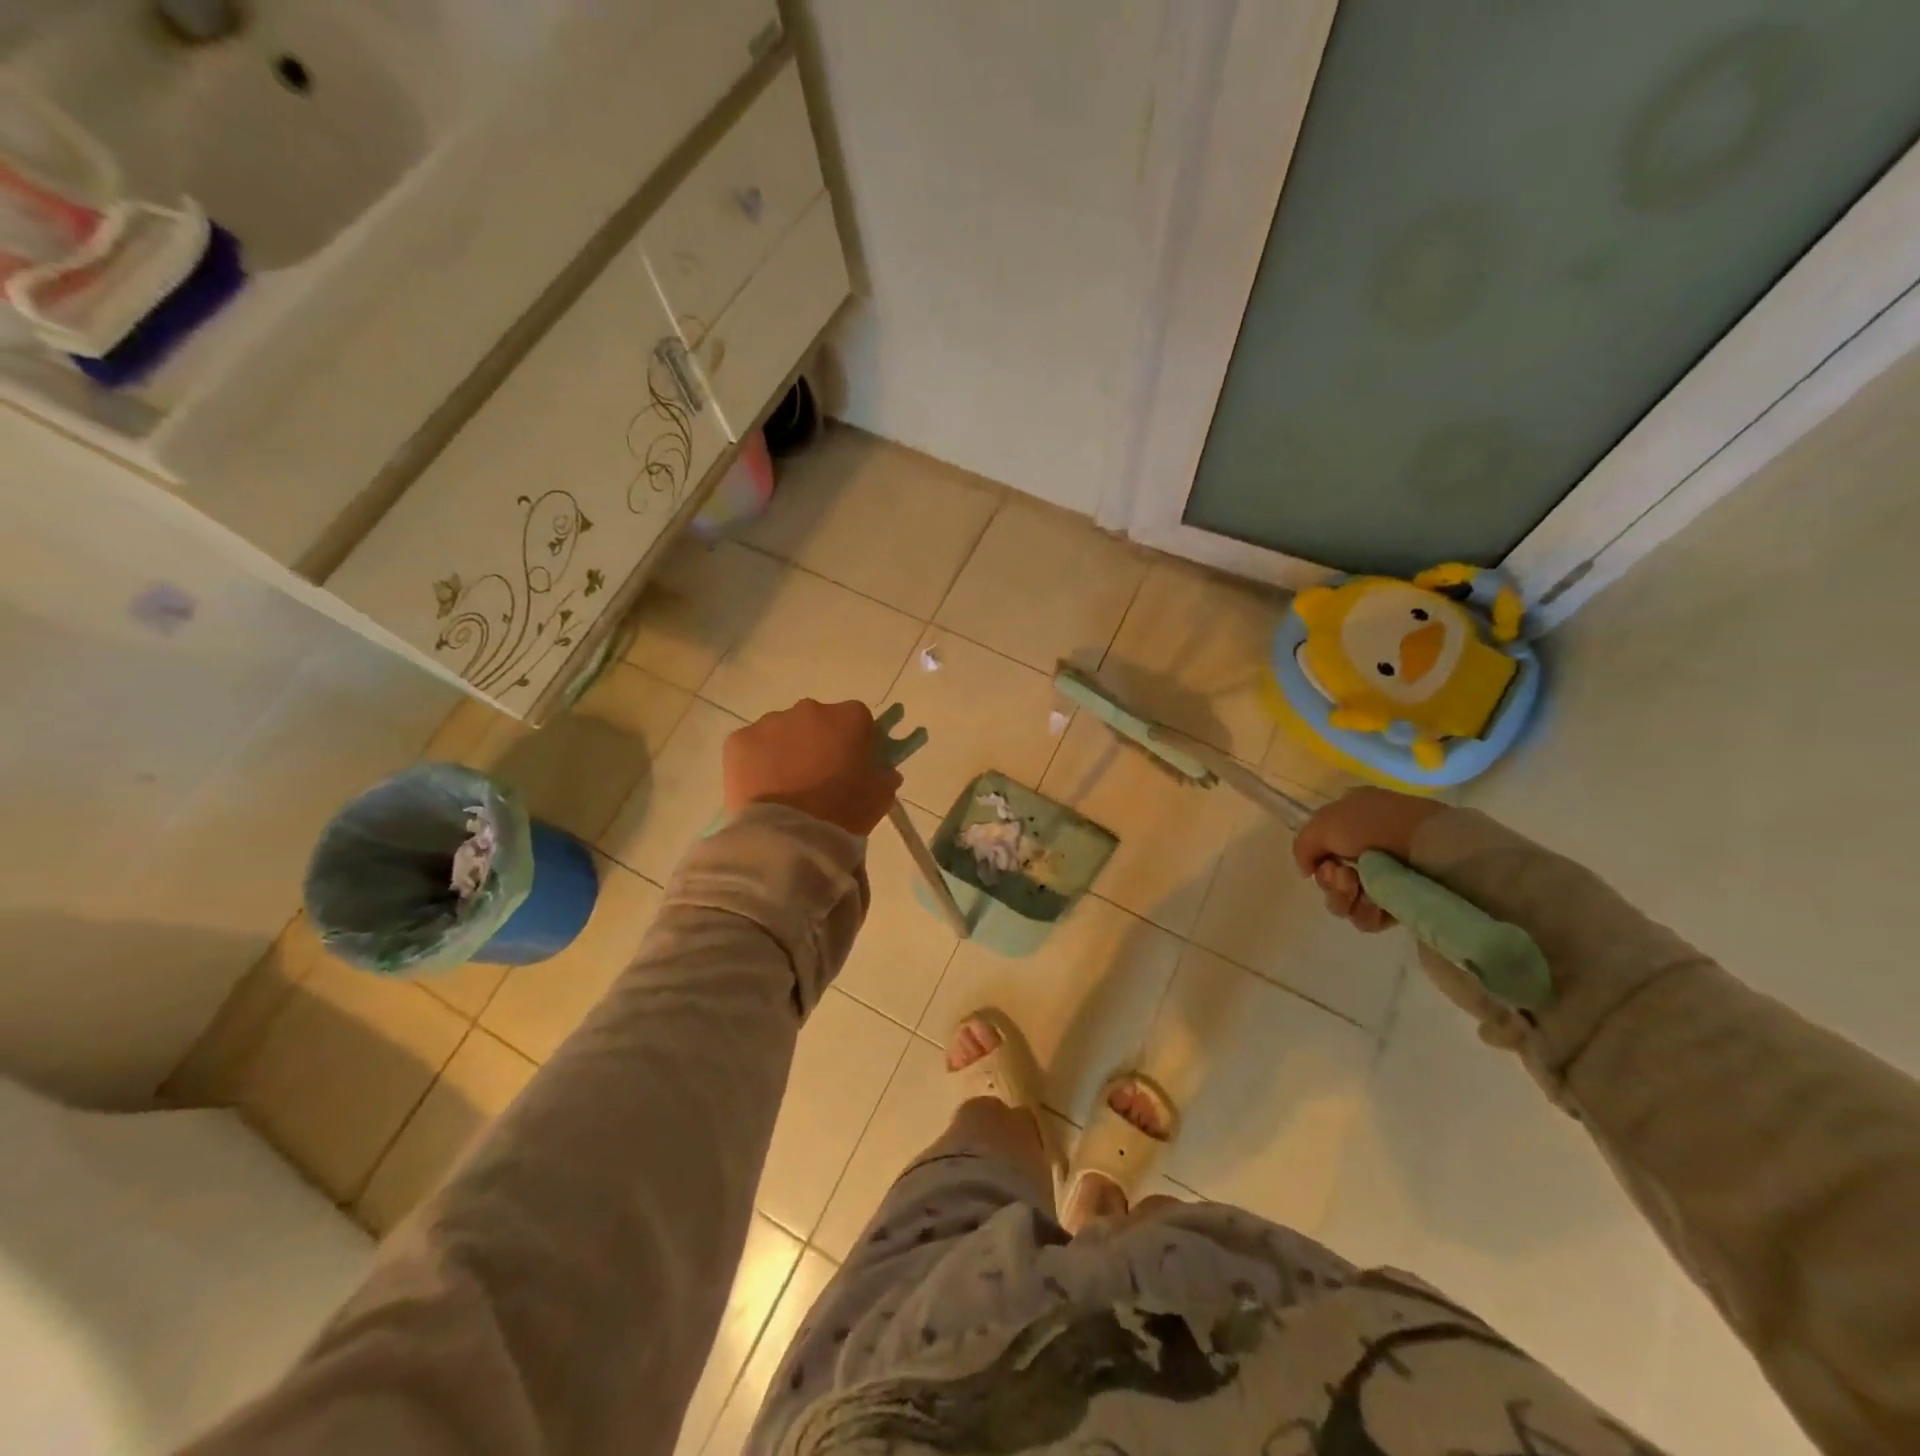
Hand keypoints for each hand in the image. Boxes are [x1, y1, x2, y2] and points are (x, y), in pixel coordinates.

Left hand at [723, 698, 900, 836]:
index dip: (856, 741)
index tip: (853, 764)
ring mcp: (770, 722)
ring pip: (782, 732)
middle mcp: (809, 709)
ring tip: (786, 788)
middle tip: (817, 778)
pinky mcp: (738, 740)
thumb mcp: (880, 797)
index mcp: (849, 717)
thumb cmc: (843, 813)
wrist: (789, 836)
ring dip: (786, 751)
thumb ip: (885, 775)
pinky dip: (757, 762)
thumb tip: (883, 769)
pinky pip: (752, 747)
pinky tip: (762, 789)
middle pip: (817, 721)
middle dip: (818, 742)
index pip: (858, 719)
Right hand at [1292, 787, 1444, 933]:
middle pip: (1330, 877)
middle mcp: (1368, 848)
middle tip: (1344, 876)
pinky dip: (1365, 912)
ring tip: (1359, 889)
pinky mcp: (1402, 904)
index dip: (1316, 857)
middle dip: (1329, 881)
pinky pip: (1367, 917)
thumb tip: (1307, 870)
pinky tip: (1375, 903)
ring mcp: (1386, 877)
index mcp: (1353, 820)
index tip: (1322, 862)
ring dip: (1343, 897)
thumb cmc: (1377, 826)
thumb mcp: (1325, 822)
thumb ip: (1303, 845)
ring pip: (1344, 900)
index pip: (1321, 847)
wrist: (1432, 848)